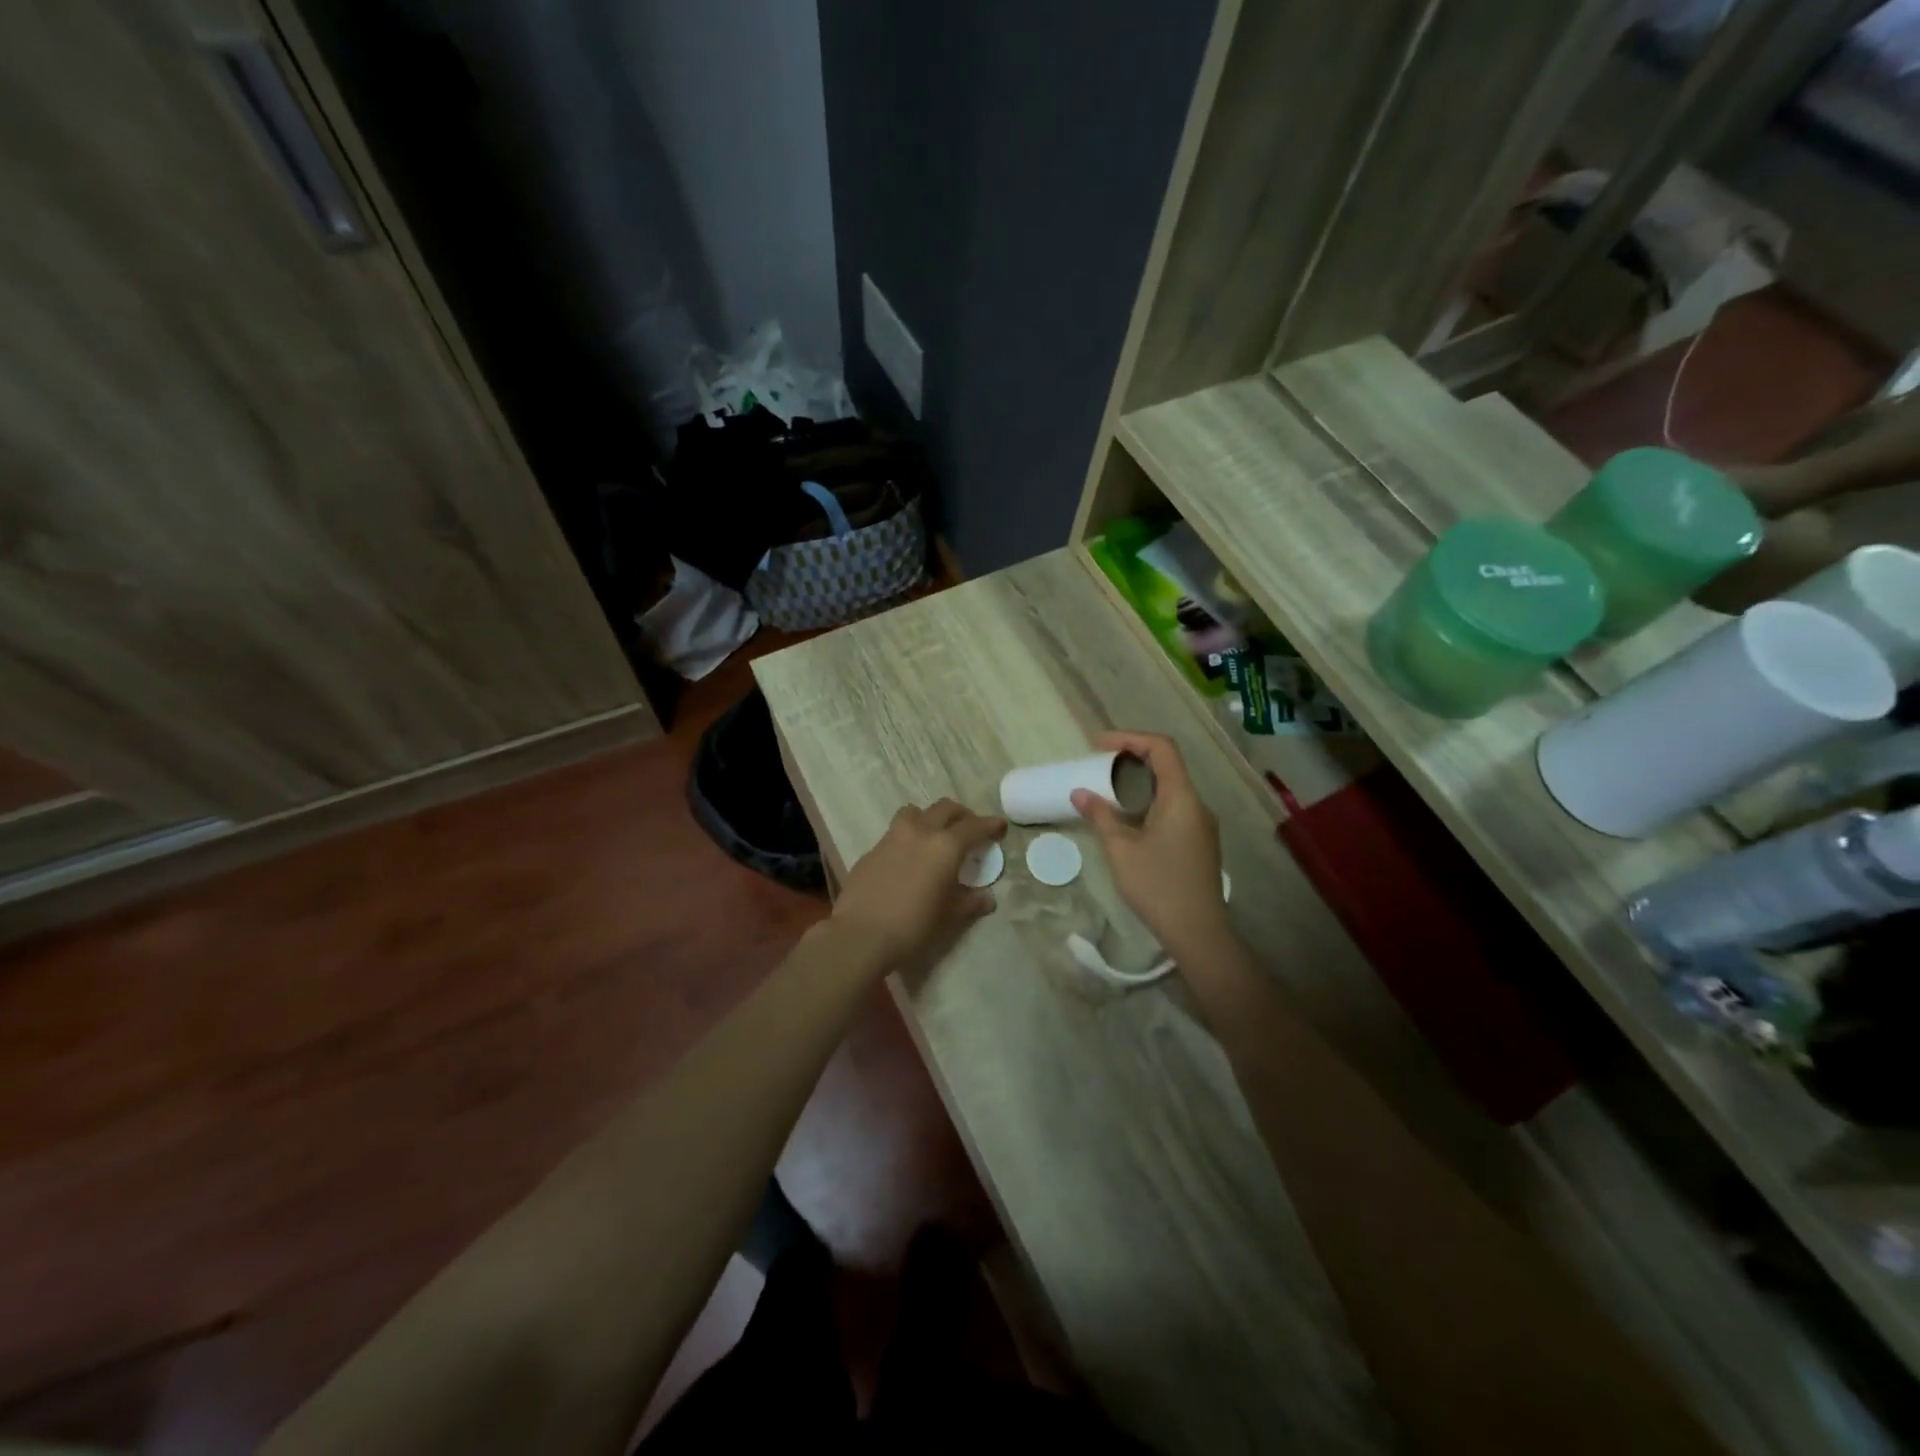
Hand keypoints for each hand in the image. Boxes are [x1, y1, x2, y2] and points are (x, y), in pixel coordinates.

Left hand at [831, 799, 1006, 971]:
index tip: (1000, 826)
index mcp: (945, 846)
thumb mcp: (949, 916)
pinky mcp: (872, 850)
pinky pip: (895, 832)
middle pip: (945, 809)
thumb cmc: (913, 925)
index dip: (989, 825)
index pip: (973, 827)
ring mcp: (892, 837)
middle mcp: (920, 832)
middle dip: (962, 815)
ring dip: (930, 818)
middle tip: (970, 829)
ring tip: (935, 835)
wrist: (860, 934)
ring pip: (915, 812)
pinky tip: (908, 858)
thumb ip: (970, 902)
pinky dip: (908, 837)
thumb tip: (987, 898)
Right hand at [1072, 732, 1228, 961]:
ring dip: (1139, 781)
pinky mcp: (1199, 842)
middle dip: (1131, 757)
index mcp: (1181, 798)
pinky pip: (1174, 807)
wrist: (1198, 932)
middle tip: (1098, 765)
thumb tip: (1079, 792)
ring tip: (1107, 789)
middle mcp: (1196, 804)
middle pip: (1167, 764)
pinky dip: (1149, 800)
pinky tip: (1128, 818)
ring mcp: (1201, 824)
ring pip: (1170, 787)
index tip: (1098, 746)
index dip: (1129, 738)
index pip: (1161, 748)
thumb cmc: (1157, 886)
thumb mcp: (1120, 849)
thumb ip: (1100, 816)